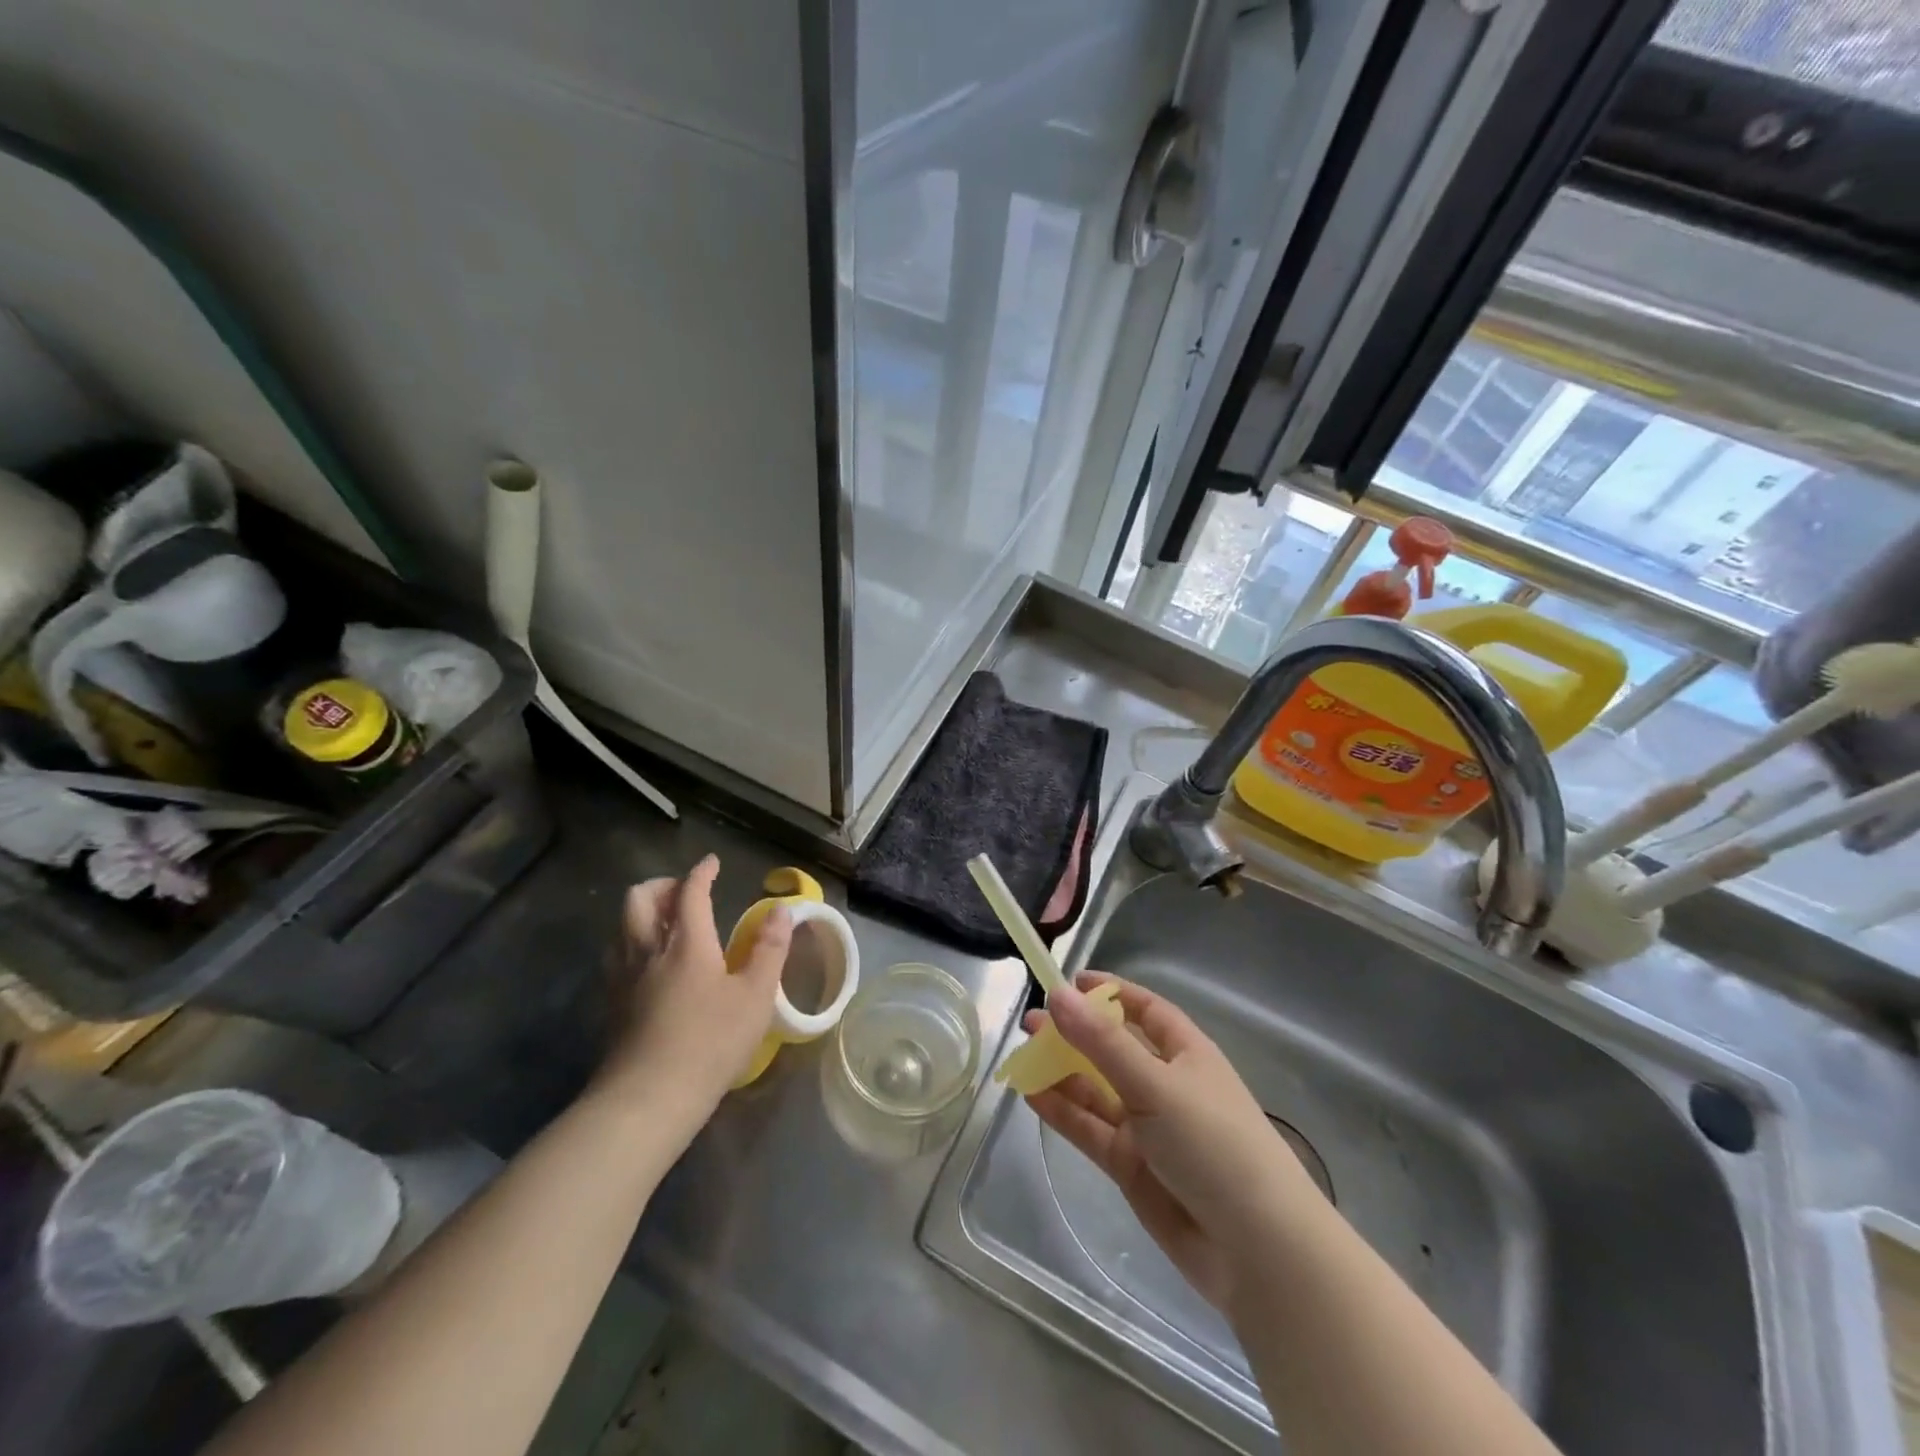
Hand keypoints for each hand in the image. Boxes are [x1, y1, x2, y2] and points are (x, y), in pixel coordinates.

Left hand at [597, 854, 791, 1121]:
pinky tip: (650, 964)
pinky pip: (617, 955)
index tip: (711, 863)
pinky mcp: (612, 1005)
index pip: (690, 893)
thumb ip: (769, 950)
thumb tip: (782, 911)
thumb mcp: (755, 997)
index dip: (701, 873)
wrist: (647, 1099)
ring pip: (622, 926)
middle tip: (684, 891)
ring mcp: (624, 978)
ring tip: (666, 922)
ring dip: (643, 912)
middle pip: (640, 900)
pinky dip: (633, 942)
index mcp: (687, 943)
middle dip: (662, 885)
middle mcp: (649, 951)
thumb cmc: (710, 1043)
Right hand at [1024, 972, 1325, 1311]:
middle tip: (1031, 1022)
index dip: (1110, 993)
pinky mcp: (1132, 1167)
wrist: (1257, 1250)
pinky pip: (1091, 1129)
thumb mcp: (1156, 1084)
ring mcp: (1148, 1128)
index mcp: (1186, 1054)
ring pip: (1097, 1090)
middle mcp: (1166, 1085)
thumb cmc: (1214, 1144)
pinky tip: (1032, 1094)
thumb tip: (1058, 994)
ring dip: (1062, 1072)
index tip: (1071, 981)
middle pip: (1113, 1049)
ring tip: (1021, 1056)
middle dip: (1075, 1034)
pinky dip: (1063, 1111)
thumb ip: (1102, 1044)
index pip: (1145, 1010)